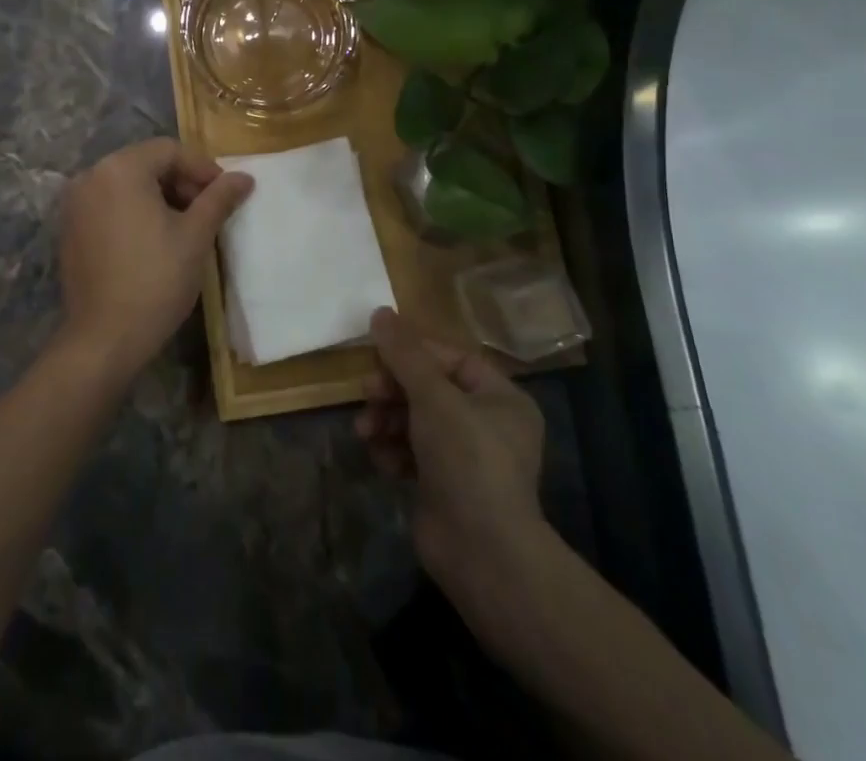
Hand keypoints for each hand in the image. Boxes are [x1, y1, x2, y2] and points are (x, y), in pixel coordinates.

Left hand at [55, 139, 253, 380]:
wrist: (105, 339)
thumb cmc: (156, 280)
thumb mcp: (195, 235)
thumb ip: (219, 198)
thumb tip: (245, 177)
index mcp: (120, 169)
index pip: (169, 150)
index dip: (202, 169)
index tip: (226, 194)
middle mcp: (91, 176)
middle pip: (146, 163)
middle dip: (181, 182)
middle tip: (208, 211)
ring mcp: (75, 204)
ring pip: (128, 184)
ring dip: (160, 197)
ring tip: (186, 226)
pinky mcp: (70, 229)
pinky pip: (109, 204)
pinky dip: (135, 211)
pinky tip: (155, 239)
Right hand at [357, 308, 546, 639]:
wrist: (483, 555)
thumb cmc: (467, 460)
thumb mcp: (434, 397)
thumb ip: (404, 354)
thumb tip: (380, 312)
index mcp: (500, 397)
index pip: (450, 358)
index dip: (412, 353)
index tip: (377, 354)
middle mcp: (487, 424)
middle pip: (428, 389)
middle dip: (392, 391)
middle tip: (365, 394)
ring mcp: (465, 458)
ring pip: (415, 421)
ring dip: (386, 421)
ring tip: (365, 432)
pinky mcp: (444, 486)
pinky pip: (412, 453)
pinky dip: (394, 452)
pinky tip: (381, 461)